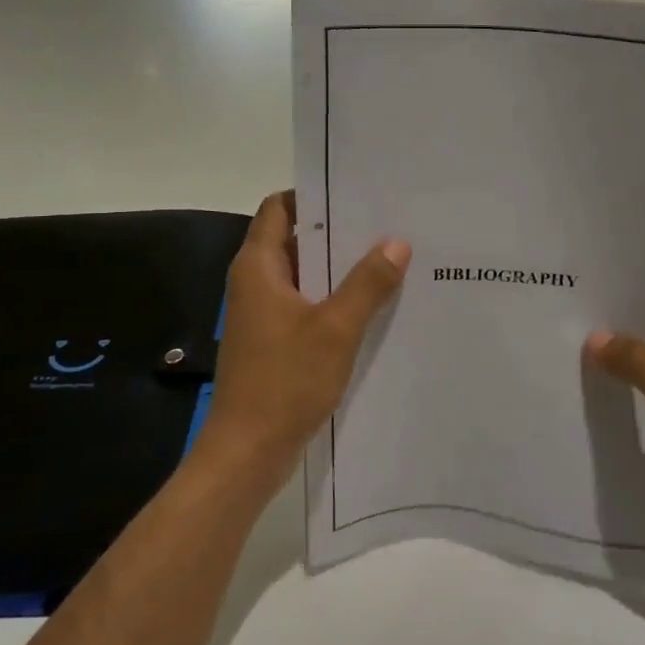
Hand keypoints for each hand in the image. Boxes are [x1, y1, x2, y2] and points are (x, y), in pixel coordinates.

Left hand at [198, 191, 410, 493]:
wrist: (248, 451)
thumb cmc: (285, 381)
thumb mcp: (336, 328)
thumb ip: (367, 283)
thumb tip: (396, 242)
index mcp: (258, 267)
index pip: (279, 208)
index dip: (313, 195)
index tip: (355, 193)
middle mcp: (255, 282)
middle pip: (295, 239)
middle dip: (337, 232)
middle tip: (386, 224)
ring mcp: (263, 314)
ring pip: (304, 275)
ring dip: (339, 269)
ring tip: (389, 260)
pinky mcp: (273, 341)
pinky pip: (306, 306)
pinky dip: (333, 300)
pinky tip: (372, 306)